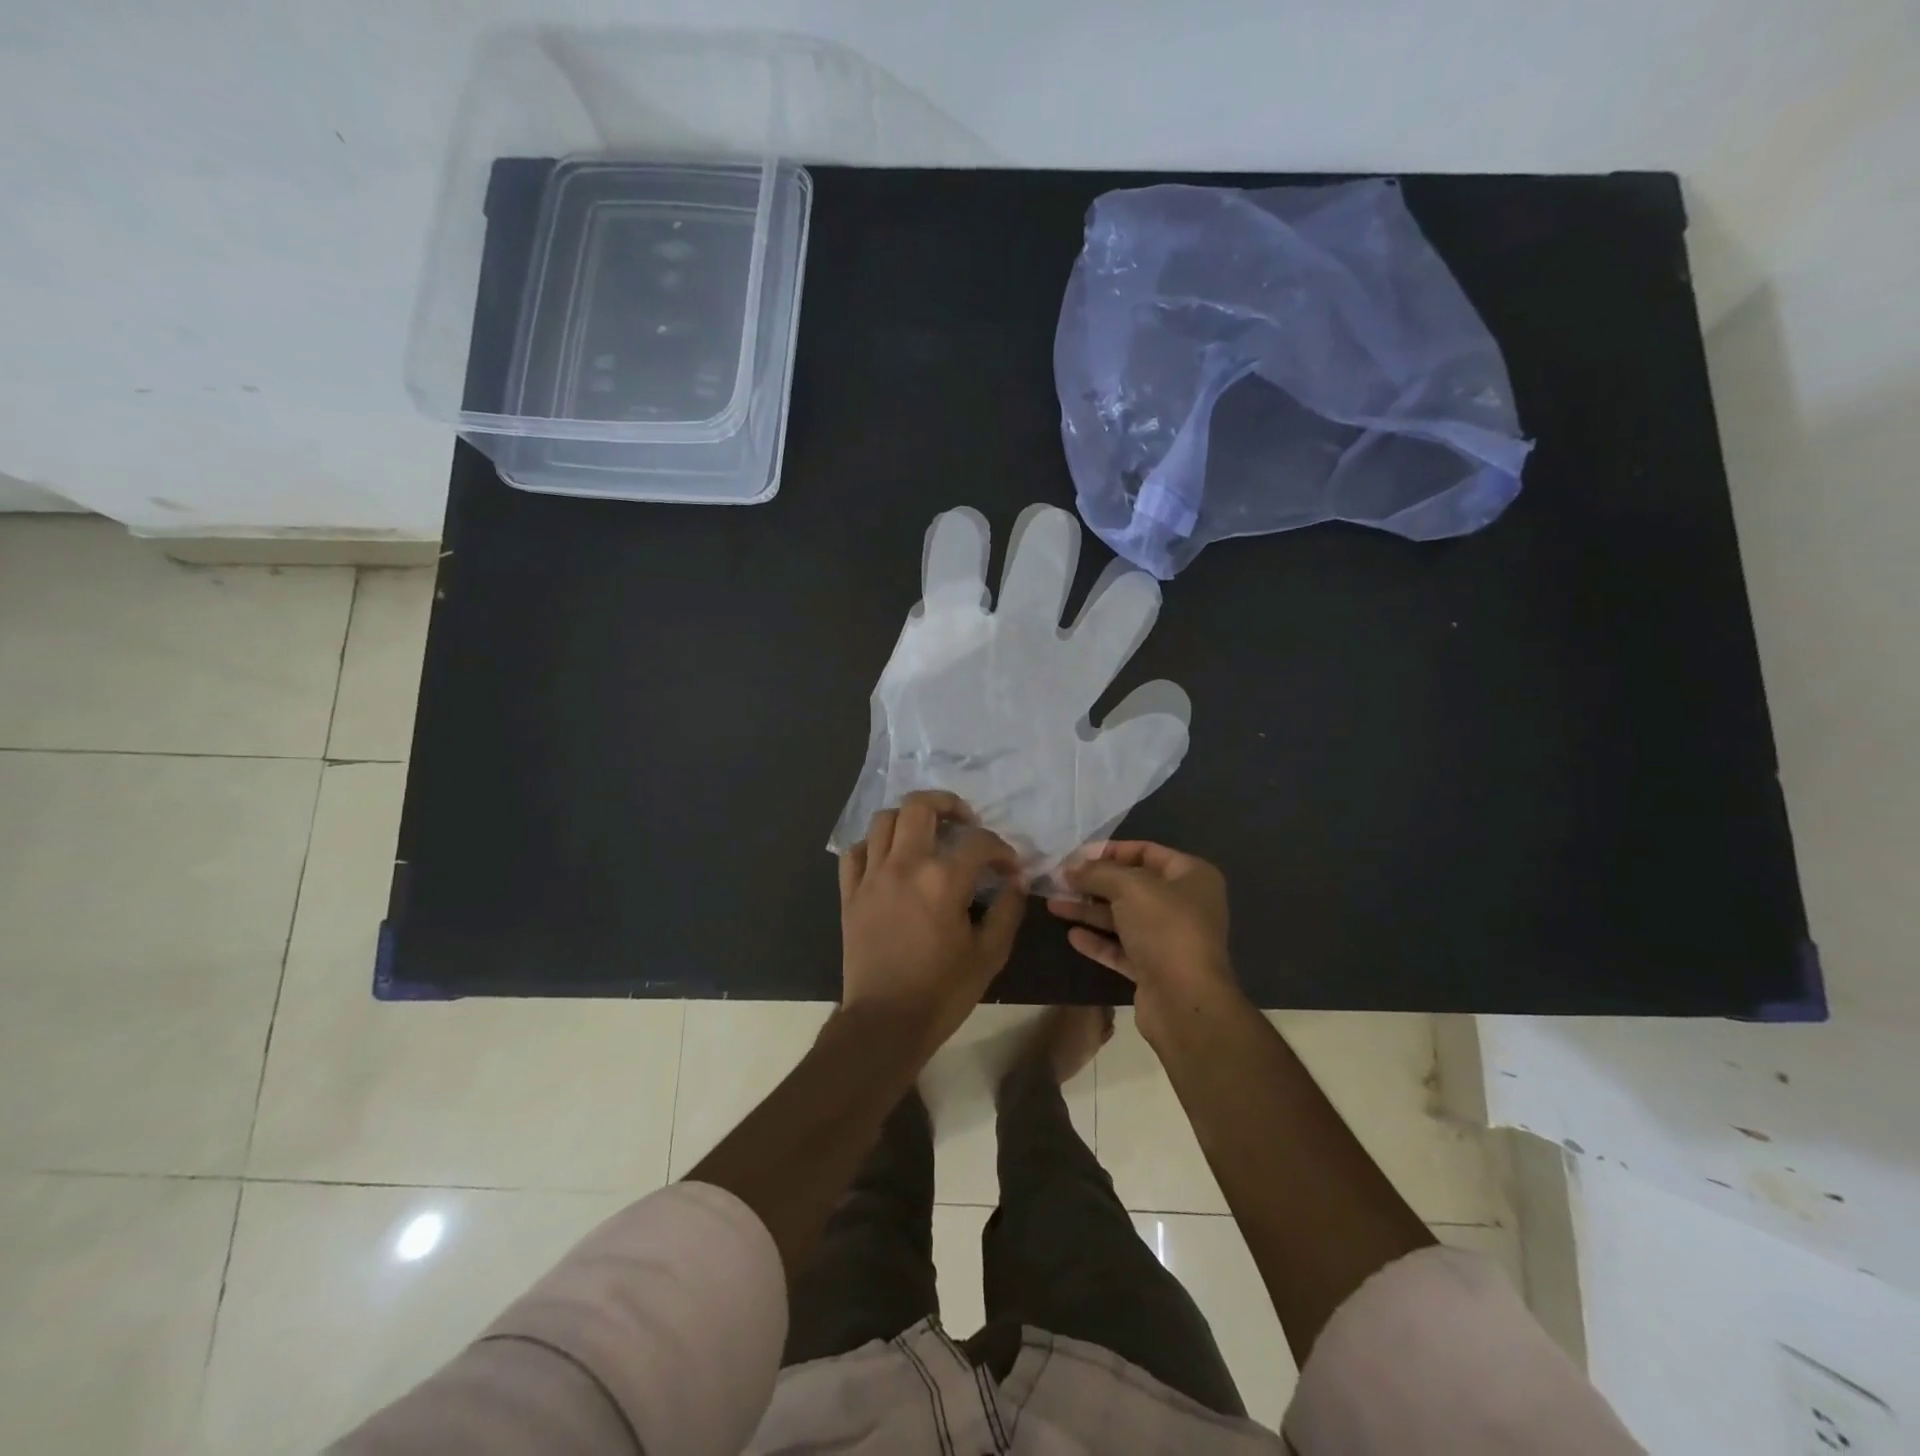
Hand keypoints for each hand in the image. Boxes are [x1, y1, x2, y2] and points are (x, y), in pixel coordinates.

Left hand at [838, 790, 1026, 1060]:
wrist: (885, 1023)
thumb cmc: (942, 992)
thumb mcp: (989, 955)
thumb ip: (1008, 911)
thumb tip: (1016, 881)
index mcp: (943, 880)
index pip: (978, 842)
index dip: (1001, 848)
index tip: (1009, 866)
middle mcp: (904, 866)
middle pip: (920, 806)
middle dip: (948, 804)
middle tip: (964, 821)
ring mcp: (871, 876)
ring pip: (883, 820)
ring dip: (909, 819)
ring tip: (927, 834)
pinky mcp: (850, 893)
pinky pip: (855, 851)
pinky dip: (873, 845)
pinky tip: (889, 858)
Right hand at [1048, 841, 1242, 1045]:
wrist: (1185, 1001)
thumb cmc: (1165, 928)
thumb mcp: (1129, 887)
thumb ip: (1097, 872)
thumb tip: (1070, 868)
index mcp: (1191, 876)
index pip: (1147, 851)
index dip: (1111, 851)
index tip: (1076, 856)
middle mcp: (1184, 905)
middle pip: (1132, 886)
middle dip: (1094, 883)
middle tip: (1058, 881)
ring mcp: (1169, 939)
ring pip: (1123, 918)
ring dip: (1089, 911)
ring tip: (1053, 905)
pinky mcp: (1154, 969)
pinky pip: (1121, 948)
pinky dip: (1098, 941)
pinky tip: (1072, 935)